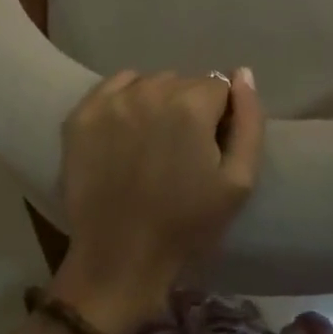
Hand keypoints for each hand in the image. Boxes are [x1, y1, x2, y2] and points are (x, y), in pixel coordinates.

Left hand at [55, 69, 263, 333]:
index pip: (217, 88)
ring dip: (157, 103)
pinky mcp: (83, 113)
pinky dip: (126, 100)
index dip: (218, 117)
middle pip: (183, 82)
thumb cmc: (186, 224)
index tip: (208, 148)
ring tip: (152, 144)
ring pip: (150, 82)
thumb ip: (250, 121)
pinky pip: (116, 87)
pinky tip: (126, 133)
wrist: (118, 259)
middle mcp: (150, 90)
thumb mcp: (239, 181)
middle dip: (188, 107)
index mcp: (191, 104)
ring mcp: (113, 100)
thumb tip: (242, 74)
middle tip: (180, 150)